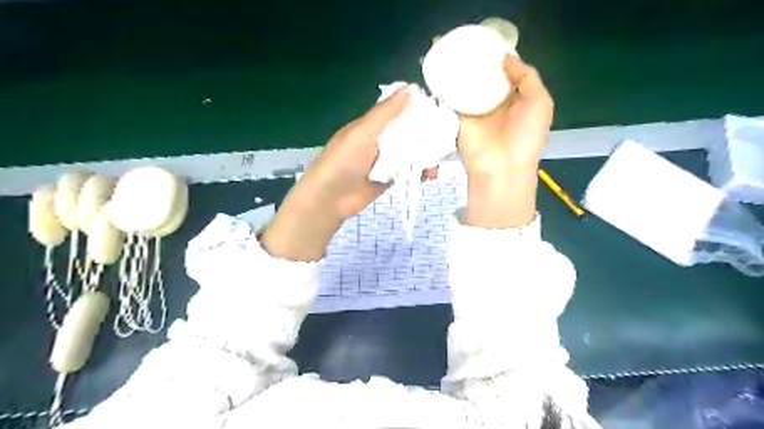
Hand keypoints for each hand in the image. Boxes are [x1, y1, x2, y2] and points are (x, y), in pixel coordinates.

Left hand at [263, 84, 438, 260]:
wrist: (330, 199)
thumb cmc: (342, 161)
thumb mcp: (362, 133)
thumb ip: (384, 113)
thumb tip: (409, 87)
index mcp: (373, 124)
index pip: (400, 111)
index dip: (420, 109)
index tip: (442, 110)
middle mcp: (382, 140)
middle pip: (410, 133)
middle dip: (428, 137)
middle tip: (446, 141)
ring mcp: (387, 160)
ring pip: (412, 153)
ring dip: (426, 157)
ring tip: (435, 165)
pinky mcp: (390, 178)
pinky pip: (409, 172)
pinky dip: (420, 172)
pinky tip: (429, 176)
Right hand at [452, 56, 555, 226]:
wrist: (501, 167)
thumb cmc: (526, 136)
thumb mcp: (540, 102)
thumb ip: (527, 76)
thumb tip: (506, 58)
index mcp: (517, 99)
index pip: (507, 74)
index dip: (500, 59)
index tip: (489, 44)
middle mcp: (496, 104)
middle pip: (485, 78)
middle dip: (478, 64)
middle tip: (468, 44)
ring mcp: (476, 111)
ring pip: (468, 87)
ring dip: (462, 72)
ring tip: (454, 52)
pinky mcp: (459, 118)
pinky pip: (453, 99)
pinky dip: (448, 86)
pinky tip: (444, 70)